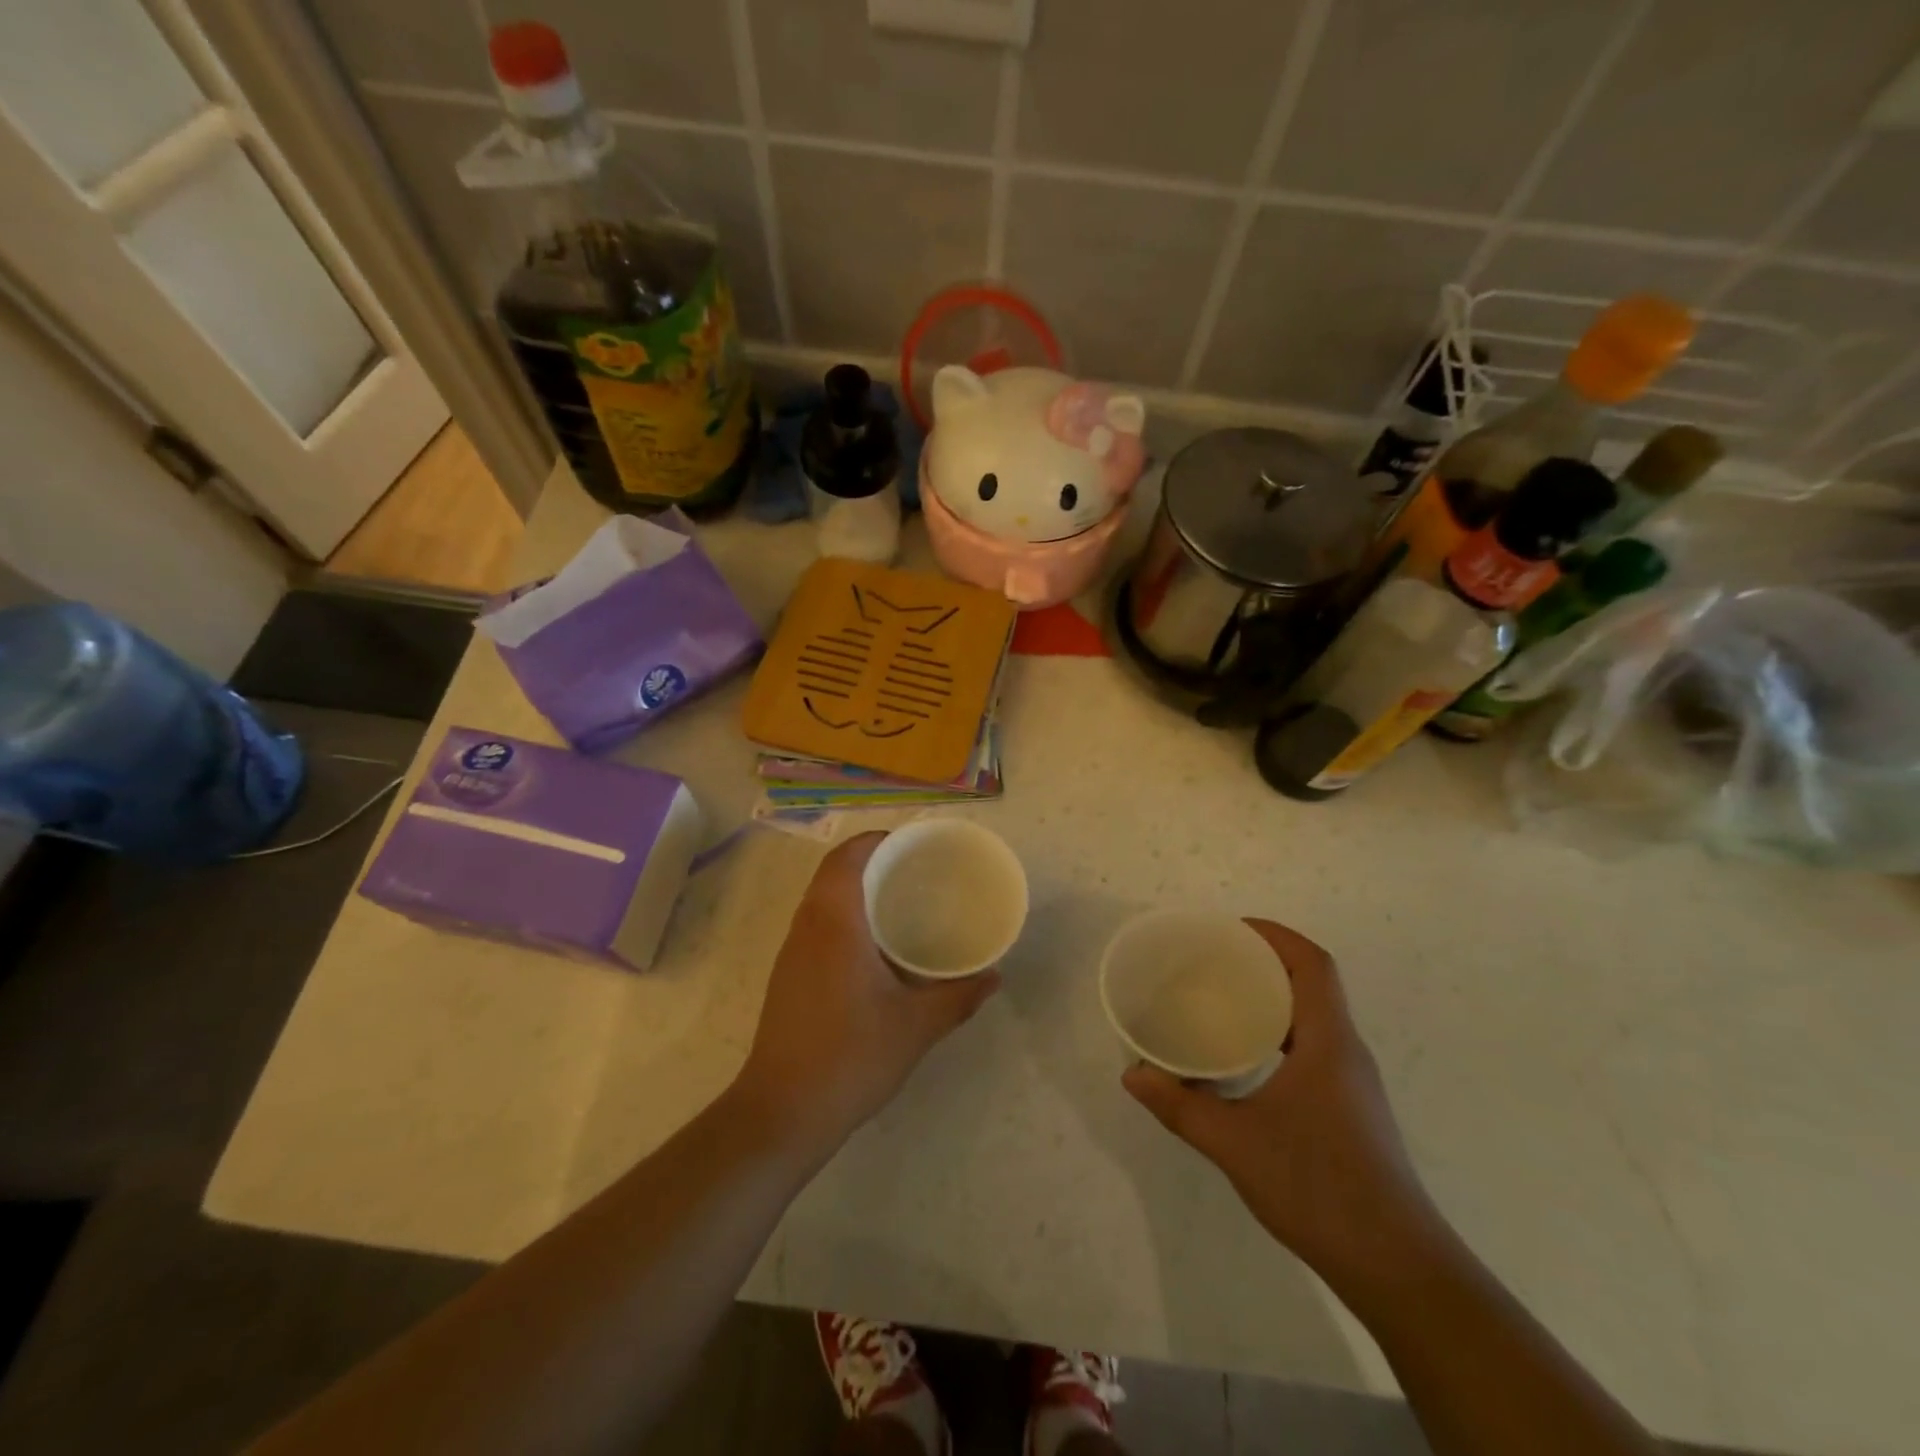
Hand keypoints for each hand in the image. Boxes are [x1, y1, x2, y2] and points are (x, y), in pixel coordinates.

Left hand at [736, 832, 999, 1154]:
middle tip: (914, 871)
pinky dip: (843, 918)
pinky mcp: (787, 978)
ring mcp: (791, 954)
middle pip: (832, 873)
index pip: (846, 858)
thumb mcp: (916, 1026)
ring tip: (898, 902)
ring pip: (821, 900)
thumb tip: (994, 977)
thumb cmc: (851, 1056)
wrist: (782, 1112)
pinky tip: (873, 949)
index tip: (910, 844)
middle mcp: (807, 928)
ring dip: (854, 890)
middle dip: (870, 861)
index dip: (875, 840)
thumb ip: (958, 997)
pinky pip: (815, 926)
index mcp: (835, 924)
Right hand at [1123, 919, 1440, 1294]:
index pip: (1313, 964)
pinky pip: (1313, 1048)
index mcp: (1328, 1042)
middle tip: (1212, 961)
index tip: (1231, 929)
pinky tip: (1245, 1061)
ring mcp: (1352, 1084)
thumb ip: (1180, 1106)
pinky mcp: (1350, 1110)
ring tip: (1221, 1001)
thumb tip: (1132, 1076)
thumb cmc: (1318, 1188)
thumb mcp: (1235, 1144)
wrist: (1397, 1269)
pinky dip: (1279, 1034)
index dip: (1275, 935)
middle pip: (1312, 984)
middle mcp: (1346, 1052)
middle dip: (1265, 962)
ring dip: (1273, 999)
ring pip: (1313, 1018)